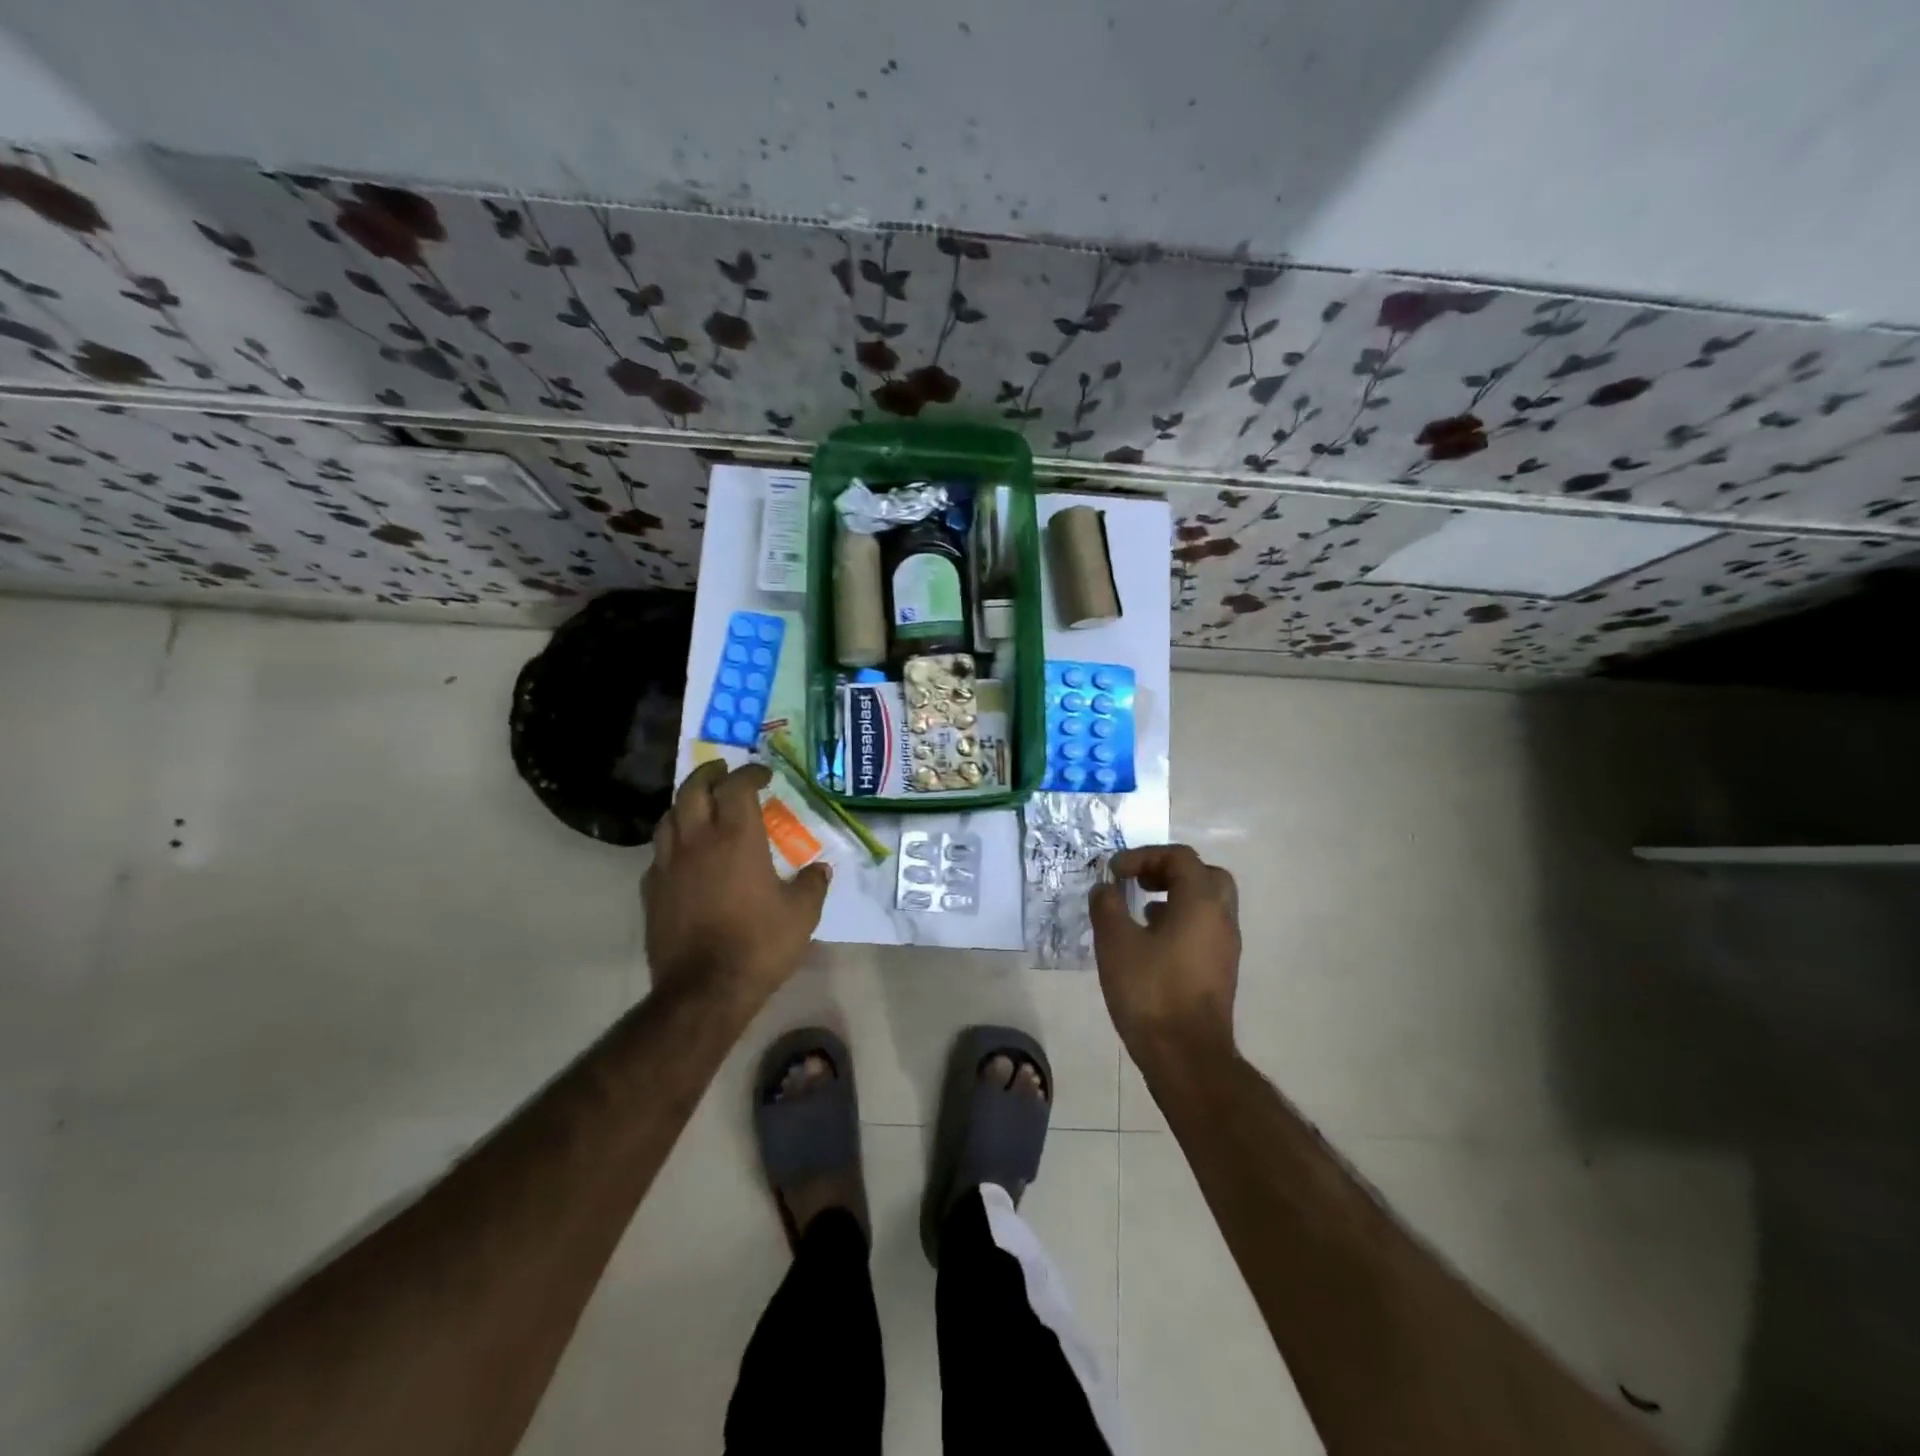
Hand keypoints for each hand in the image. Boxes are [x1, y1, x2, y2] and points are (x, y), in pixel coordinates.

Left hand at [643, 761, 830, 1003]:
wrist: (704, 990)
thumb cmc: (759, 945)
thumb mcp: (802, 914)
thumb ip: (812, 885)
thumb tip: (819, 870)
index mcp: (737, 838)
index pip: (737, 787)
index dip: (750, 774)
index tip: (763, 775)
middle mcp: (698, 841)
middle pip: (693, 790)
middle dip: (709, 774)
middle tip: (723, 771)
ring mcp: (669, 865)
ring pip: (668, 817)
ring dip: (685, 803)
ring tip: (699, 804)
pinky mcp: (652, 891)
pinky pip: (659, 854)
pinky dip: (672, 842)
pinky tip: (683, 855)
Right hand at [1089, 844, 1240, 1068]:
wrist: (1186, 1055)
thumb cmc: (1151, 991)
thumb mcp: (1115, 943)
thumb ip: (1107, 906)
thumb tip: (1106, 889)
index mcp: (1201, 902)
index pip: (1180, 857)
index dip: (1144, 855)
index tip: (1115, 872)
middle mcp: (1221, 917)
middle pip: (1204, 875)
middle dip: (1169, 870)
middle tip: (1140, 881)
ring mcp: (1226, 946)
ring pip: (1207, 903)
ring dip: (1175, 896)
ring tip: (1140, 909)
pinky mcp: (1221, 970)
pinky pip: (1204, 928)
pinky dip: (1180, 920)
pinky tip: (1151, 942)